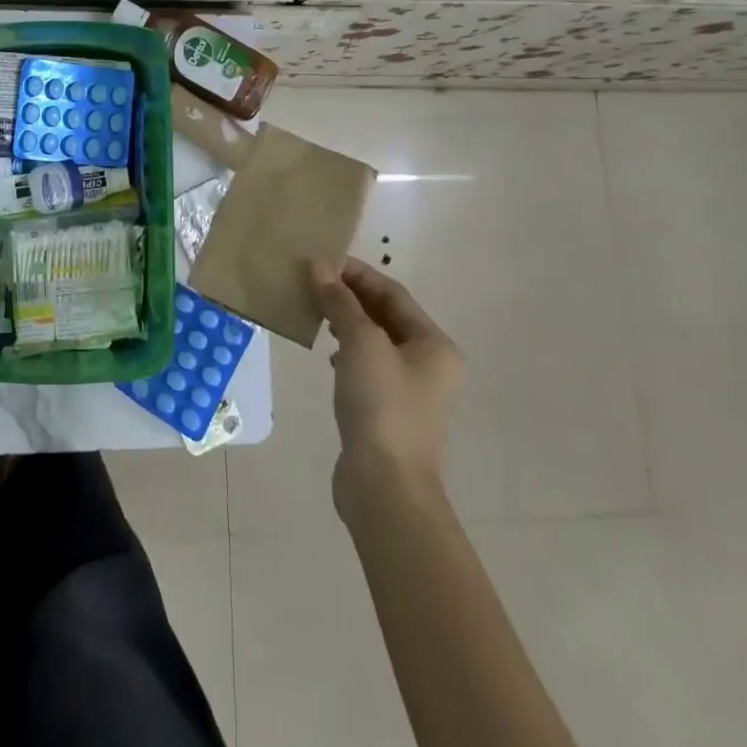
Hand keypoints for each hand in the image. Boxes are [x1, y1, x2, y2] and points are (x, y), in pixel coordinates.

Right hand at [310, 258, 463, 525]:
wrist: (386, 486)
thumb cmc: (382, 404)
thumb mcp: (360, 343)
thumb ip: (340, 302)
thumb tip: (319, 266)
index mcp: (434, 344)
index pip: (392, 293)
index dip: (357, 273)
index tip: (321, 260)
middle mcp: (428, 364)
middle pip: (385, 315)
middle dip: (349, 296)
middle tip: (311, 281)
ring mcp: (409, 391)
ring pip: (374, 341)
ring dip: (346, 322)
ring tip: (315, 311)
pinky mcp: (387, 412)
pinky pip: (366, 367)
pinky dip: (346, 352)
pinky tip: (328, 355)